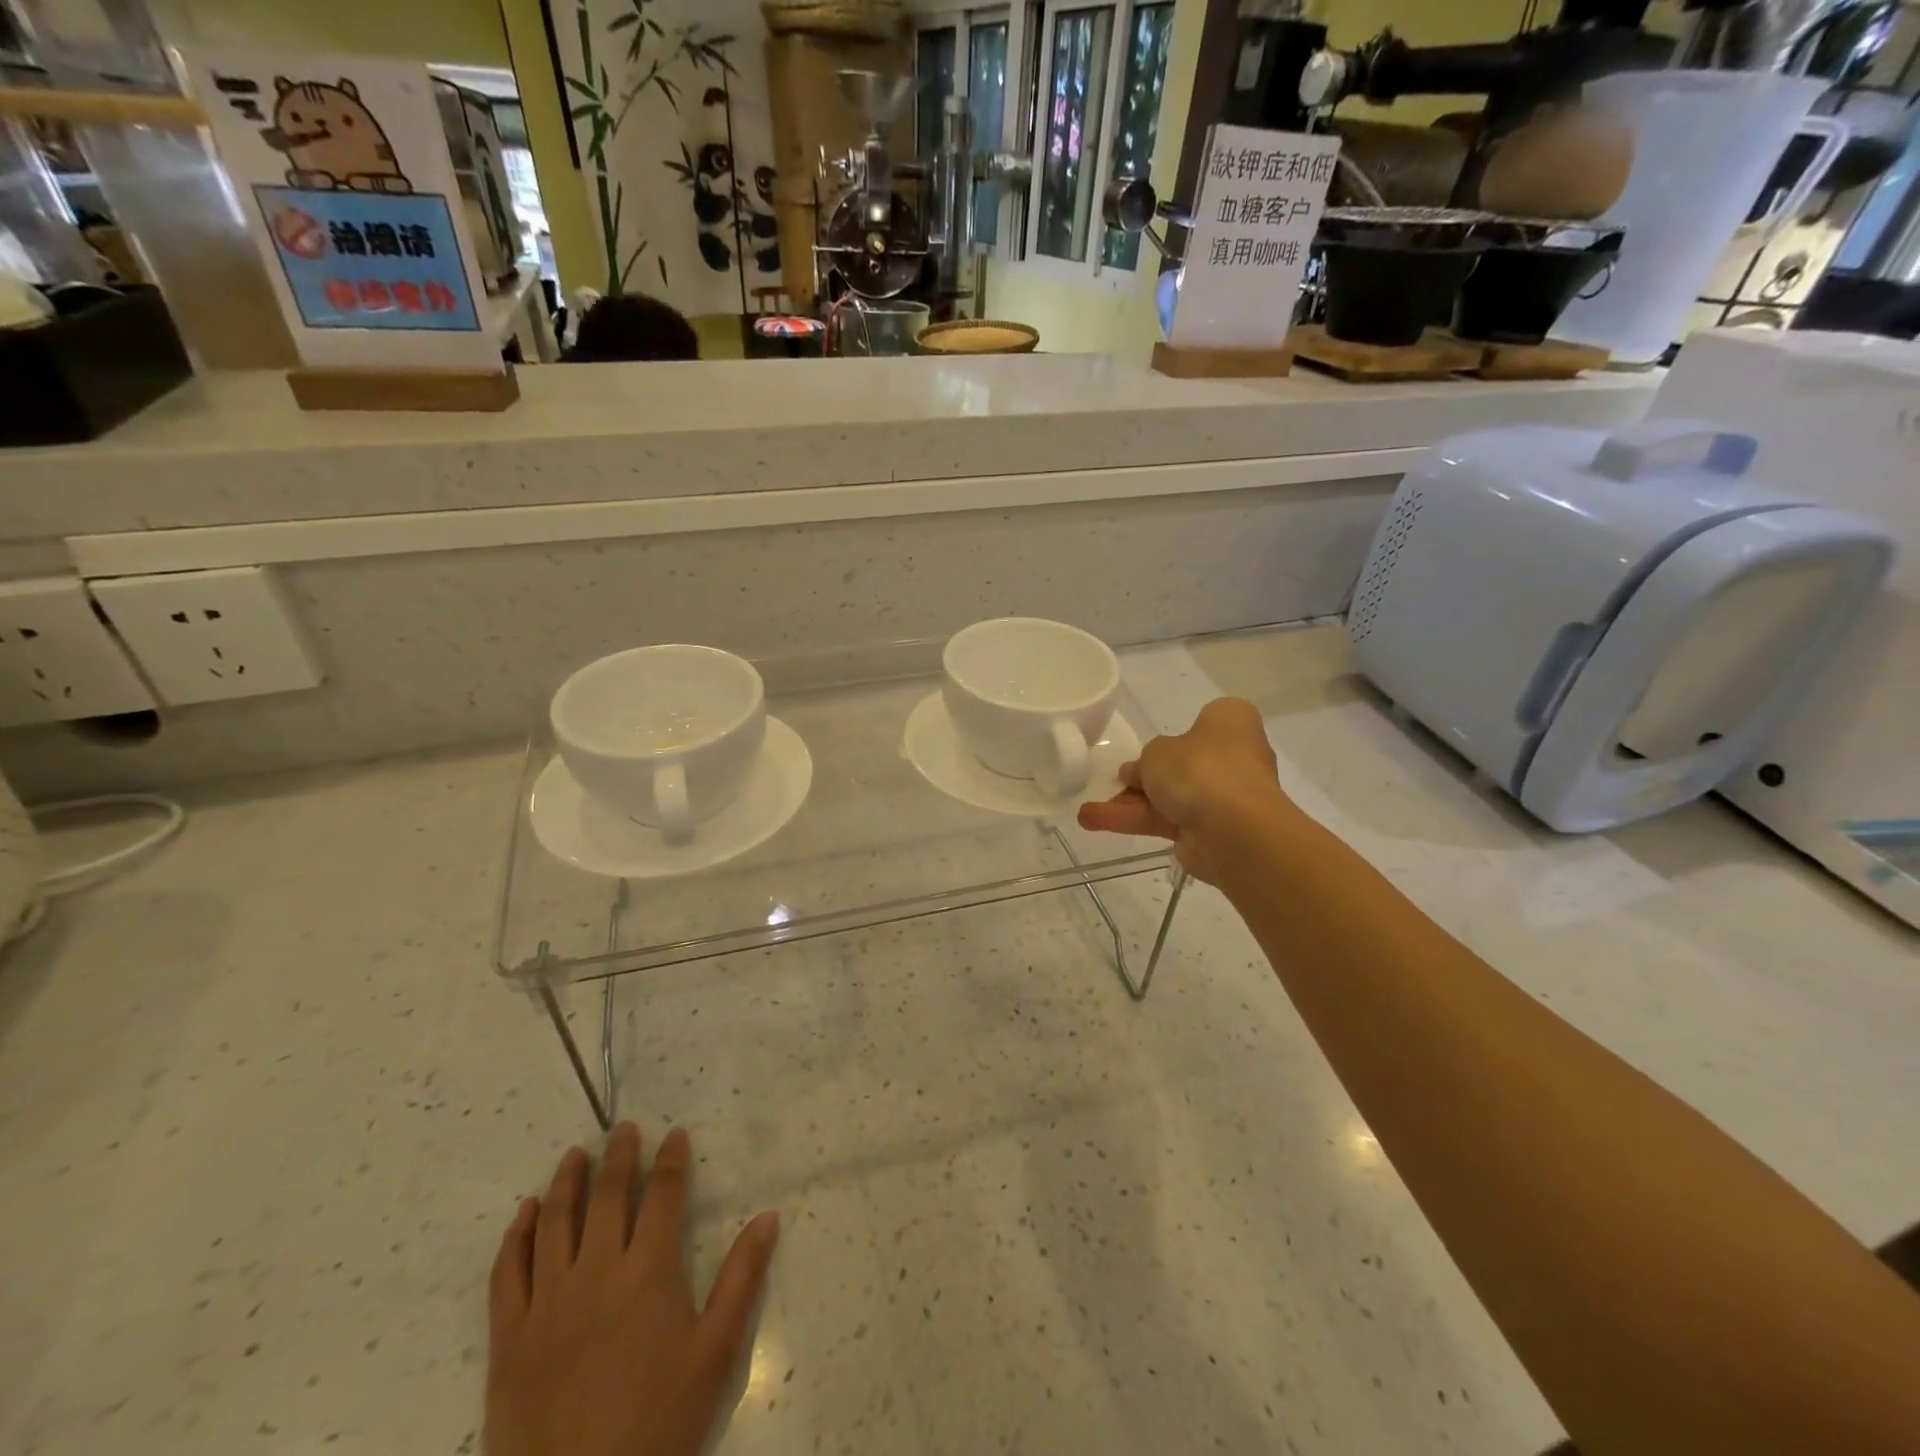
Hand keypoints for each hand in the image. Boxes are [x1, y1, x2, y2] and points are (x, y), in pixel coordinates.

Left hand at [485, 1122, 779, 1455]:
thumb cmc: (658, 1425)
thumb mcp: (715, 1354)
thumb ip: (742, 1279)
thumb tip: (770, 1215)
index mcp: (648, 1271)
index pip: (662, 1194)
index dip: (671, 1159)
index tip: (674, 1133)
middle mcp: (596, 1272)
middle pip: (606, 1196)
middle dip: (618, 1156)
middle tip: (624, 1128)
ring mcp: (547, 1303)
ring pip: (555, 1223)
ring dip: (566, 1181)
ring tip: (575, 1154)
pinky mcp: (510, 1338)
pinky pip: (507, 1273)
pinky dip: (516, 1236)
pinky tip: (525, 1214)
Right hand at [1077, 697, 1292, 884]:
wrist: (1232, 828)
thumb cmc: (1199, 768)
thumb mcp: (1156, 751)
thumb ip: (1143, 761)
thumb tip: (1136, 773)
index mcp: (1230, 723)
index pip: (1205, 721)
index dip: (1176, 734)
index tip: (1149, 746)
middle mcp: (1234, 757)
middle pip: (1182, 765)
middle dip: (1146, 777)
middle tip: (1115, 781)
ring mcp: (1224, 797)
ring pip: (1170, 797)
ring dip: (1130, 804)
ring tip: (1086, 813)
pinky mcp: (1210, 831)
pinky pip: (1167, 821)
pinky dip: (1134, 821)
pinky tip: (1095, 822)